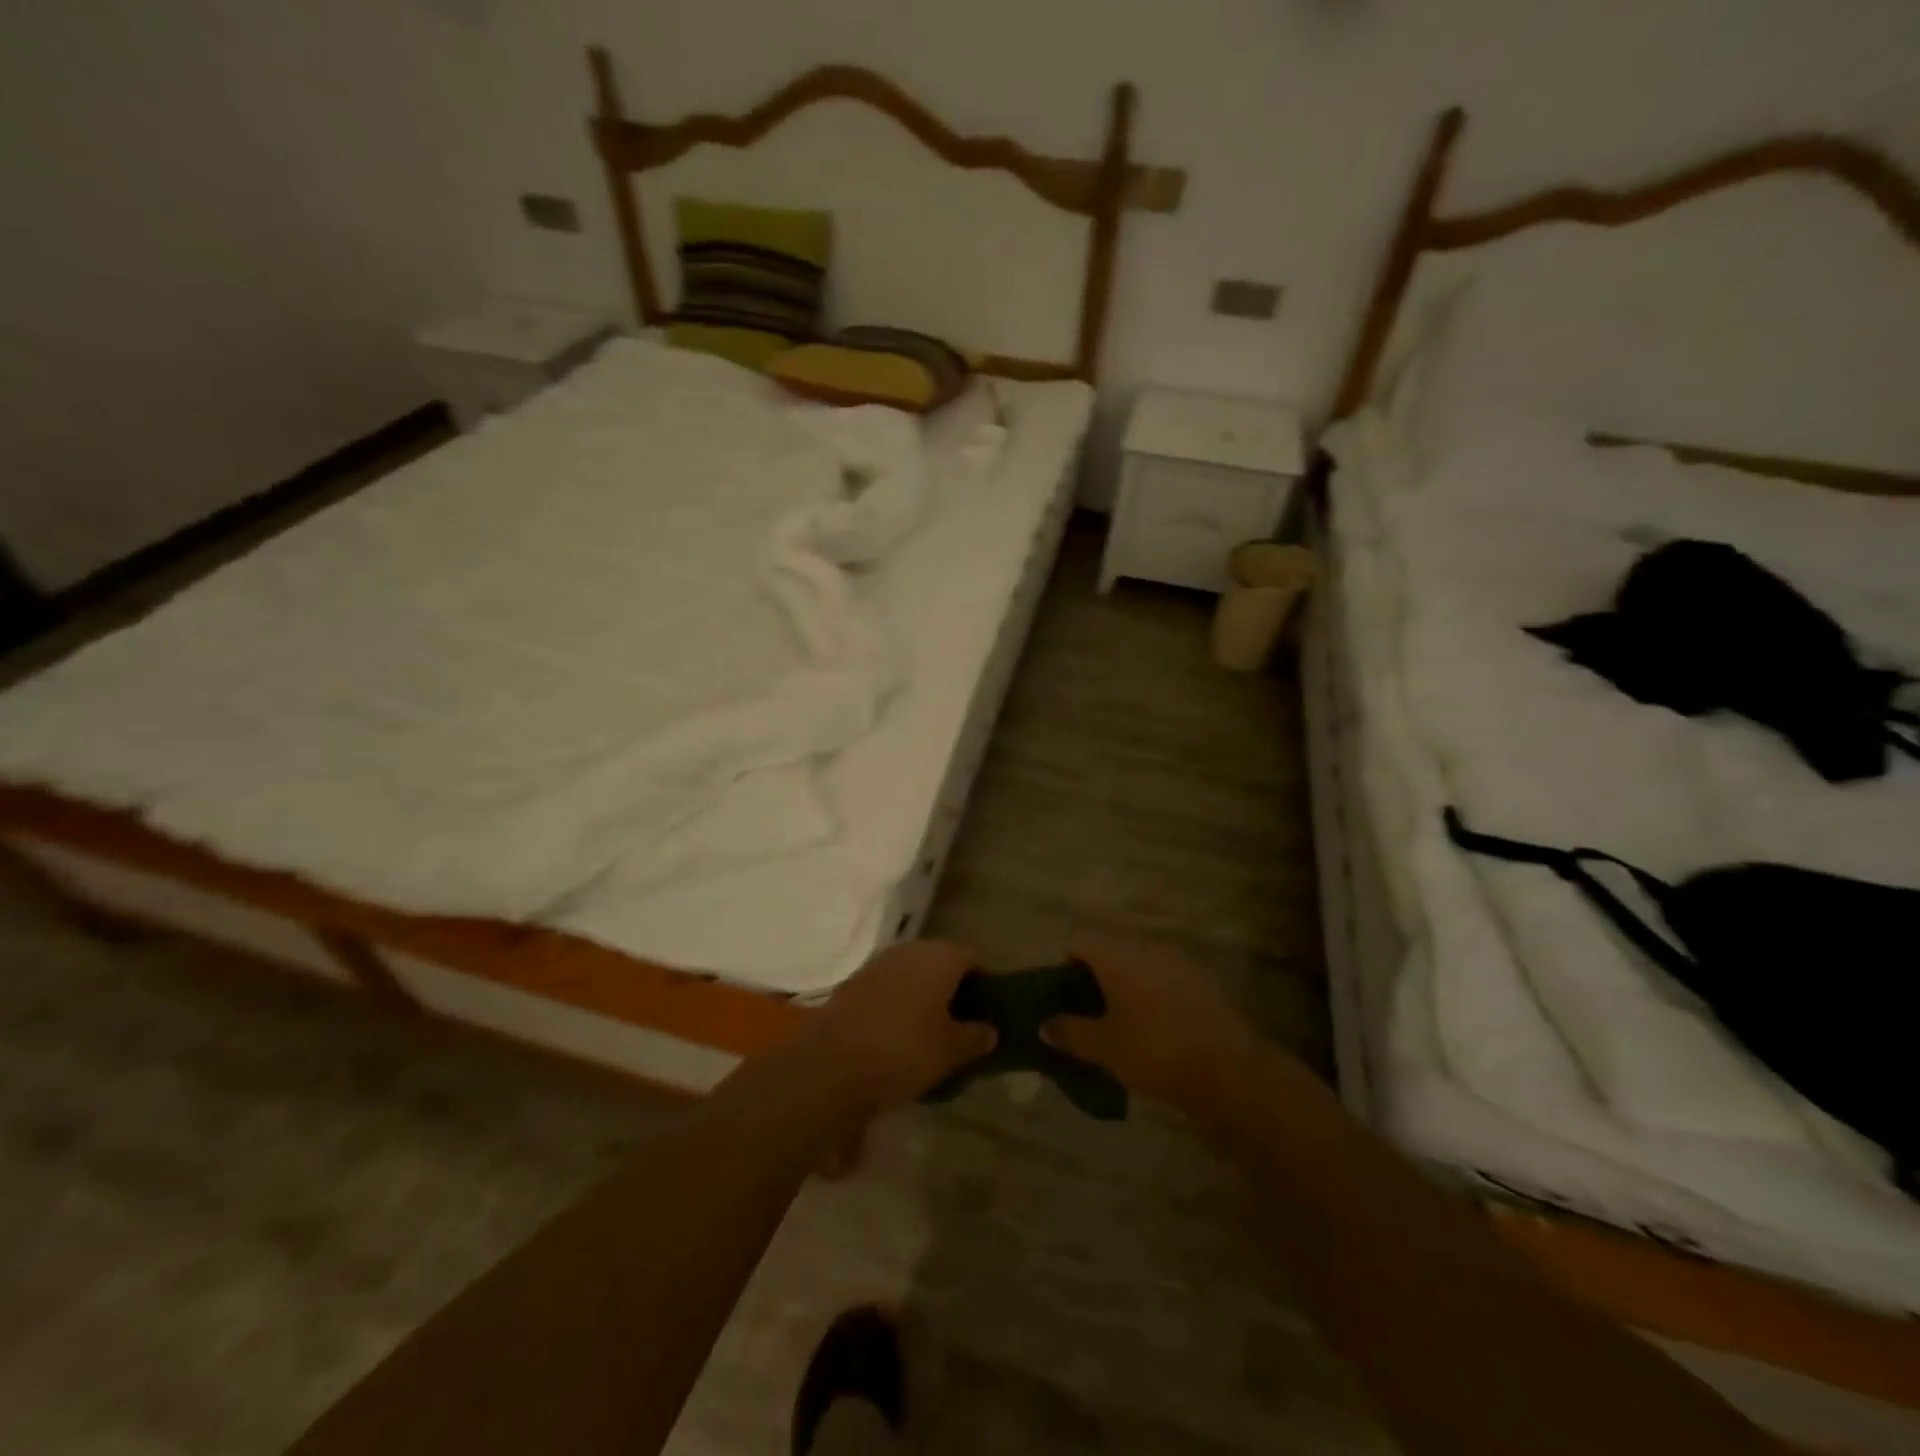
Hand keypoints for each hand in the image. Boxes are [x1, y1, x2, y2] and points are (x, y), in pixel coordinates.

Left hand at [804, 940, 995, 1114]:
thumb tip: (990, 1030)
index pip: (973, 958)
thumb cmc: (905, 1051)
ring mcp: (878, 964)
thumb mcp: (951, 1051)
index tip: (990, 1009)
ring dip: (924, 995)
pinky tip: (900, 1034)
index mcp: (939, 956)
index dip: (985, 982)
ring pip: (912, 974)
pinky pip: (888, 987)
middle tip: (963, 1021)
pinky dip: (899, 1003)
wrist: (831, 1064)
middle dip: (953, 987)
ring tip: (932, 1031)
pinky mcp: (853, 983)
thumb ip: (976, 1037)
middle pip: (941, 962)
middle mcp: (909, 950)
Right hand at [1044, 933, 1258, 1110]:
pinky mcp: (1203, 980)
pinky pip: (1167, 978)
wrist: (1227, 1070)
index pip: (1080, 942)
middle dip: (1099, 977)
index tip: (1066, 998)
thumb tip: (1045, 1024)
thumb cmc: (1154, 1052)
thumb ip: (1069, 1032)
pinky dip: (1157, 994)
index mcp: (1117, 956)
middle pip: (1112, 951)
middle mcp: (1147, 948)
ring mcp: (1178, 961)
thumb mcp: (1103, 1048)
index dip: (1067, 966)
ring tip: (1127, 1023)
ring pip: (1141, 964)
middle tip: (1093, 1014)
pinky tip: (1161, 1028)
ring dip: (1129, 985)